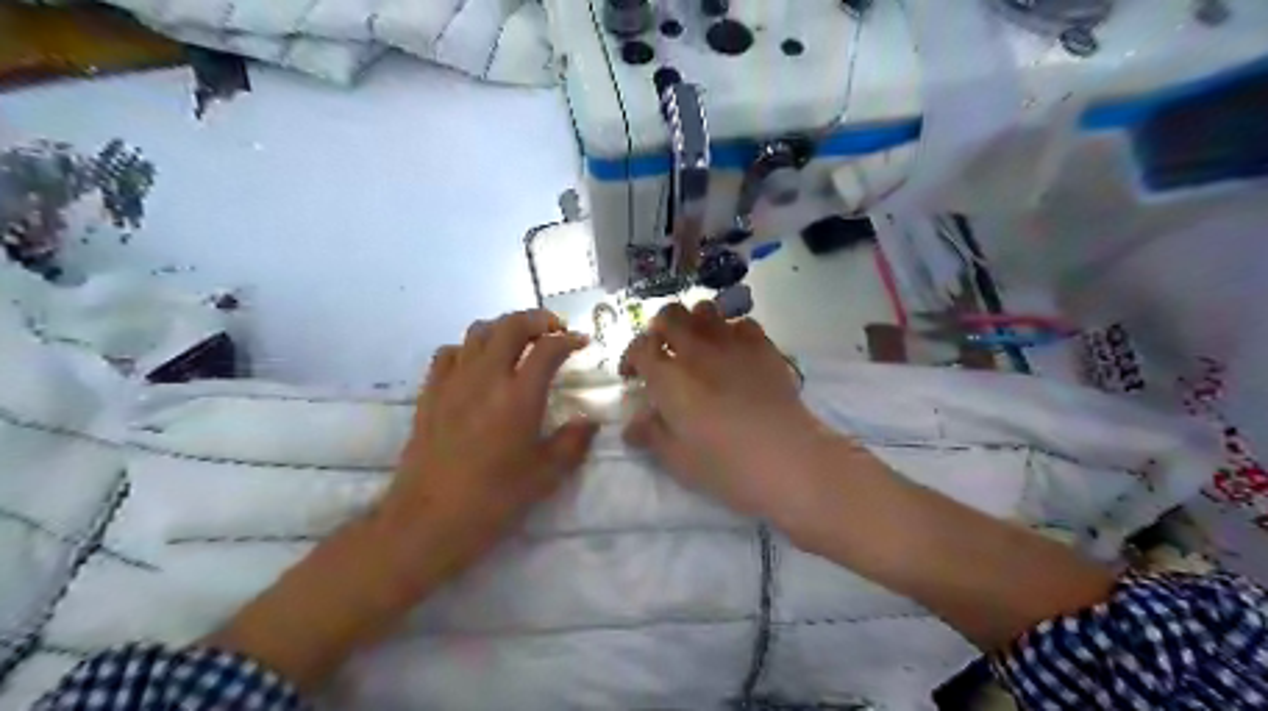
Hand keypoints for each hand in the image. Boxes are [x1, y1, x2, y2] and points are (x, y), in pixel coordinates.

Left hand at [208, 308, 601, 687]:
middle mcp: (486, 378)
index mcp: (518, 397)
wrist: (428, 521)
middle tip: (553, 329)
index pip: (547, 349)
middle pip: (510, 326)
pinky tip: (477, 365)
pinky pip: (448, 353)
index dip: (569, 339)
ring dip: (503, 328)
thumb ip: (573, 443)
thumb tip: (589, 422)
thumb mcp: (545, 475)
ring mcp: (453, 382)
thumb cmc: (493, 500)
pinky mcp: (429, 394)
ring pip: (477, 332)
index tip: (582, 342)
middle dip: (537, 319)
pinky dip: (468, 348)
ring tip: (519, 341)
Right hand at [621, 299, 843, 528]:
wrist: (787, 458)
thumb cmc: (725, 465)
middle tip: (664, 352)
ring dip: (695, 322)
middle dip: (660, 328)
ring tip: (698, 344)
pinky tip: (735, 352)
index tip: (634, 376)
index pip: (639, 348)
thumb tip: (631, 426)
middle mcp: (696, 350)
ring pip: (705, 309)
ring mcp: (732, 343)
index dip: (631, 357)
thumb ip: (651, 435)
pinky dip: (732, 331)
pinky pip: (742, 323)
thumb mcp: (677, 459)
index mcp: (668, 377)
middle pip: (669, 315)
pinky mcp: (763, 347)